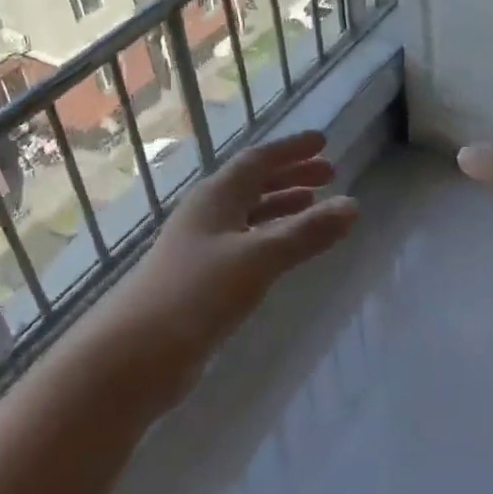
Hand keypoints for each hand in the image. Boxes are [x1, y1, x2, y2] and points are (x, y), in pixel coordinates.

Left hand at [85, 130, 359, 404]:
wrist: (139, 352)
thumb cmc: (198, 292)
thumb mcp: (258, 258)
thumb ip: (305, 233)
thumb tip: (353, 205)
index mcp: (216, 196)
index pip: (258, 160)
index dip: (291, 150)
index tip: (323, 142)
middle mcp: (207, 213)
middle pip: (254, 183)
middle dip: (292, 175)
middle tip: (330, 174)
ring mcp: (202, 246)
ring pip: (249, 214)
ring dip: (282, 206)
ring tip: (316, 206)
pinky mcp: (202, 278)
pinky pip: (245, 244)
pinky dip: (271, 238)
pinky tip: (285, 252)